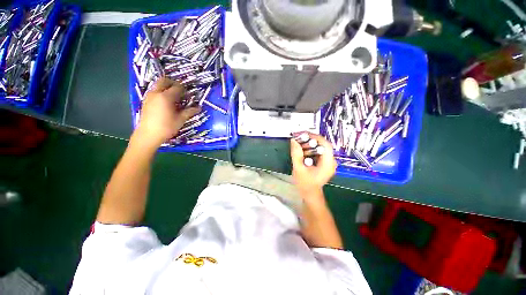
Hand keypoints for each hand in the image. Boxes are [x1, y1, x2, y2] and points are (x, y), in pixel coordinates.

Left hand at [135, 78, 199, 146]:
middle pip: (164, 80)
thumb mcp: (180, 119)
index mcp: (166, 97)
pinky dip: (161, 92)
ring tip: (174, 97)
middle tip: (181, 91)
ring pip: (158, 85)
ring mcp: (149, 96)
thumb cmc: (166, 127)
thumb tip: (199, 108)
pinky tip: (166, 102)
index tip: (189, 95)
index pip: (177, 87)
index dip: (184, 90)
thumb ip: (189, 111)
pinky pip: (154, 91)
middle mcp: (156, 93)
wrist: (148, 135)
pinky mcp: (145, 101)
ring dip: (166, 87)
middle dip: (173, 83)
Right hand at [290, 132, 336, 195]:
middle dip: (310, 139)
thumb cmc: (305, 184)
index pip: (325, 145)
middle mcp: (330, 161)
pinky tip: (302, 148)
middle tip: (299, 137)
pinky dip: (309, 148)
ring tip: (299, 141)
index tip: (303, 134)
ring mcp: (328, 162)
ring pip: (319, 147)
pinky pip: (317, 151)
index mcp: (328, 163)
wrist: (309, 193)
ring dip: (309, 143)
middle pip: (322, 144)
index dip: (315, 137)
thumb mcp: (298, 168)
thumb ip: (296, 154)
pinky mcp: (323, 162)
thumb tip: (294, 141)